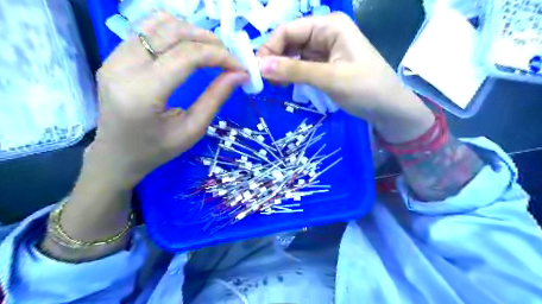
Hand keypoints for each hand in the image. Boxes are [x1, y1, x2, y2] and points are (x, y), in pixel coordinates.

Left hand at [89, 13, 248, 187]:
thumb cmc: (156, 150)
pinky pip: (148, 29)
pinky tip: (189, 48)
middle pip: (173, 32)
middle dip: (209, 41)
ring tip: (212, 51)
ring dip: (192, 33)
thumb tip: (239, 74)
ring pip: (160, 23)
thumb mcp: (192, 130)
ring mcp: (114, 57)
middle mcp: (123, 67)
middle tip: (229, 58)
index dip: (218, 55)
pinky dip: (175, 32)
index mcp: (142, 93)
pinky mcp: (115, 55)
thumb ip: (215, 98)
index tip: (239, 66)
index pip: (186, 56)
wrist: (117, 154)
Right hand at [257, 13, 434, 142]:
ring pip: (294, 55)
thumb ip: (294, 71)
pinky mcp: (326, 66)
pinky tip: (285, 86)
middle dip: (275, 59)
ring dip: (282, 69)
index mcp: (330, 26)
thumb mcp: (330, 78)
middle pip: (290, 41)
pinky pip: (302, 67)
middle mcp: (326, 33)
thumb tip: (259, 66)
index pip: (289, 30)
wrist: (389, 109)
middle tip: (263, 82)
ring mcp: (326, 51)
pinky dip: (292, 75)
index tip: (256, 70)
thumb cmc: (366, 89)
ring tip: (274, 86)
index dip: (270, 47)